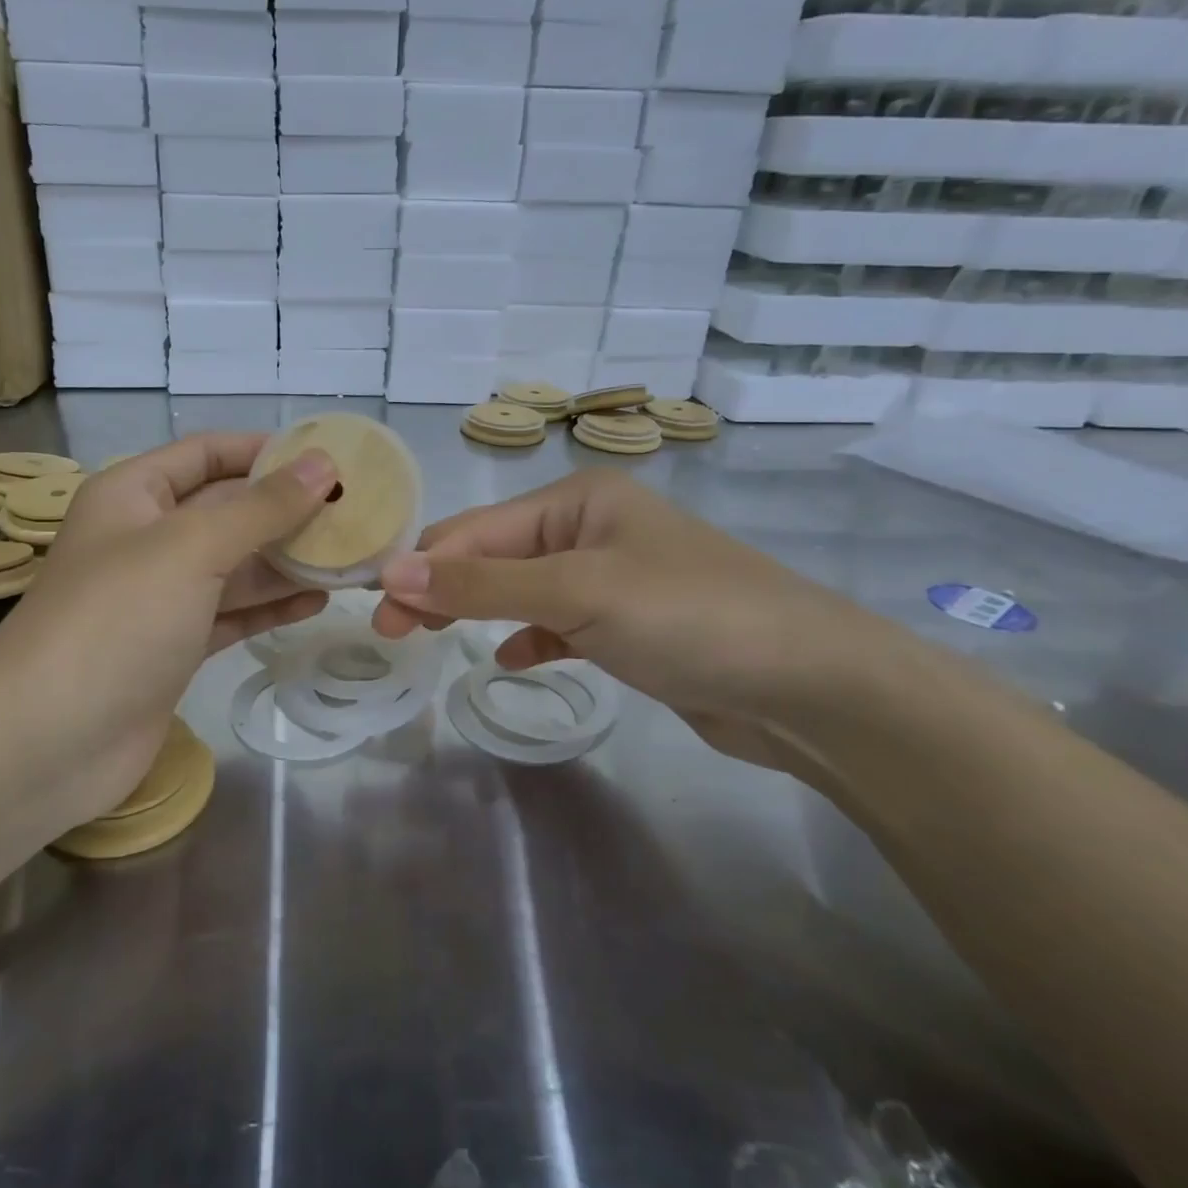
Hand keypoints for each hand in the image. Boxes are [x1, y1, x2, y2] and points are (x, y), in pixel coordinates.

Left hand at [0, 434, 336, 830]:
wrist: (47, 742)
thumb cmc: (116, 621)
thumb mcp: (191, 548)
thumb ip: (261, 507)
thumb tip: (323, 466)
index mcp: (134, 495)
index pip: (207, 453)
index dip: (266, 450)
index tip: (329, 458)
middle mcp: (146, 538)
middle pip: (228, 510)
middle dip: (287, 510)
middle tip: (357, 511)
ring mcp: (160, 598)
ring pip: (235, 565)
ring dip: (288, 561)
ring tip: (351, 556)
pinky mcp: (174, 647)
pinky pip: (232, 613)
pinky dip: (271, 606)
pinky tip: (318, 602)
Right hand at [373, 469, 906, 781]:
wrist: (811, 687)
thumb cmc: (688, 617)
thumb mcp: (575, 593)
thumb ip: (480, 584)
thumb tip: (391, 573)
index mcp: (576, 500)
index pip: (475, 530)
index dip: (422, 569)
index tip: (377, 612)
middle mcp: (589, 529)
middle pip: (494, 557)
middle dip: (443, 590)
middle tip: (394, 636)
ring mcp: (611, 578)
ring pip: (521, 591)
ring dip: (480, 612)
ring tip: (435, 643)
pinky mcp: (628, 626)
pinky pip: (558, 623)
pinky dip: (531, 638)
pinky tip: (516, 660)